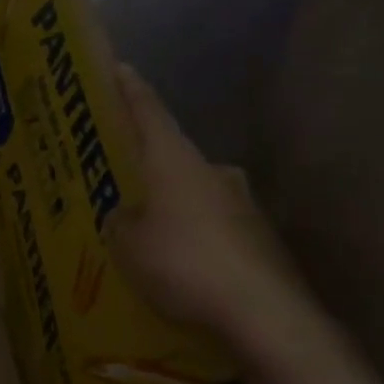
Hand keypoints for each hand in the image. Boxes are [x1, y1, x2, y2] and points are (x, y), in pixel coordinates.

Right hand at [110, 64, 309, 345]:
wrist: (265, 316)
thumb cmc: (183, 263)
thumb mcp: (125, 242)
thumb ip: (118, 221)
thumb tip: (123, 215)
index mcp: (174, 161)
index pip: (148, 111)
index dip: (129, 89)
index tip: (119, 68)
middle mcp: (212, 172)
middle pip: (172, 154)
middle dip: (147, 160)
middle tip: (121, 172)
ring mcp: (243, 205)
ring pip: (196, 191)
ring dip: (172, 200)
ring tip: (147, 224)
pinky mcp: (260, 239)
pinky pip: (214, 225)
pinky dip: (194, 233)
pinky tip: (180, 260)